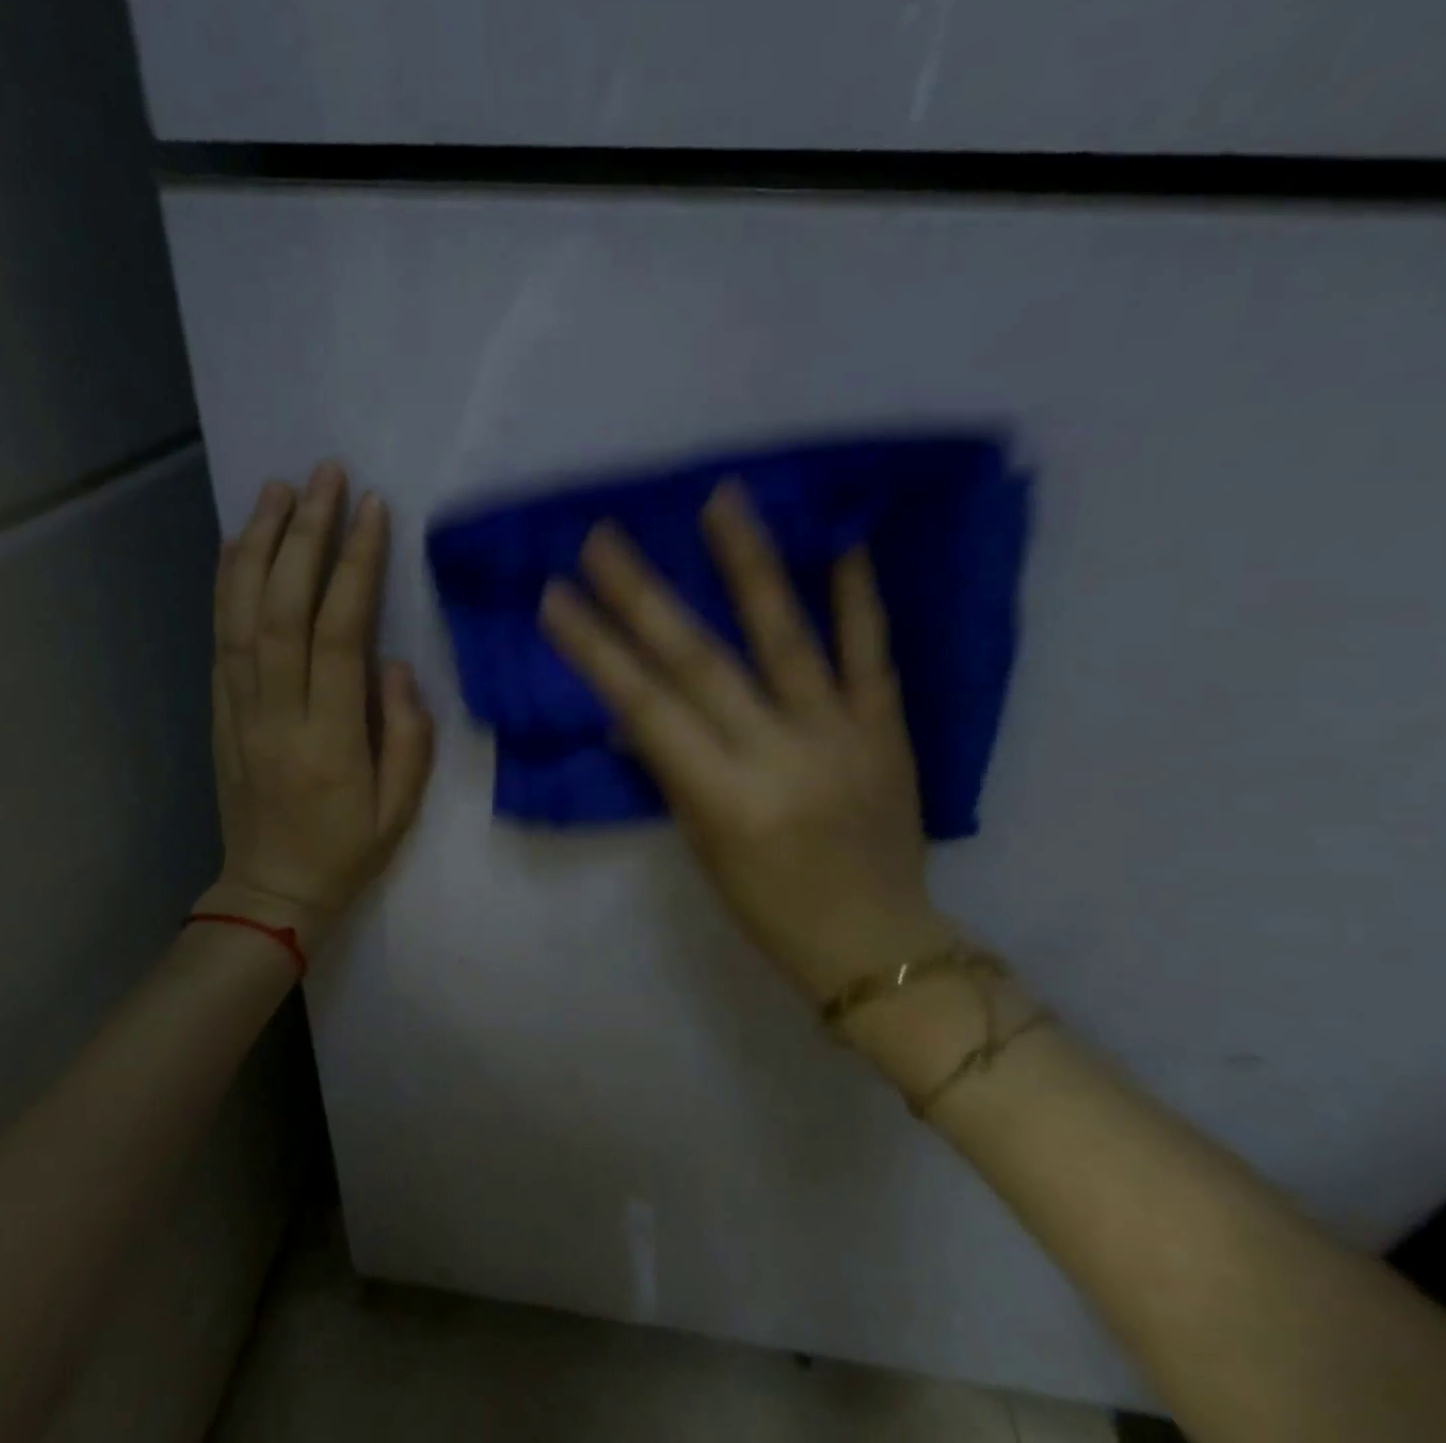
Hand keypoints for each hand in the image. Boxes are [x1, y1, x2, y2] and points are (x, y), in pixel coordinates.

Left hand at [203, 462, 434, 945]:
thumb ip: (407, 735)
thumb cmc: (347, 850)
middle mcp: (275, 715)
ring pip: (241, 614)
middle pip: (282, 610)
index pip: (339, 636)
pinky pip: (220, 637)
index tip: (371, 512)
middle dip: (303, 535)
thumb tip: (395, 665)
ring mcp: (238, 709)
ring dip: (258, 545)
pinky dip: (228, 583)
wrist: (270, 891)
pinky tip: (241, 543)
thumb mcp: (401, 807)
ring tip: (279, 489)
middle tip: (324, 476)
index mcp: (328, 741)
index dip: (354, 568)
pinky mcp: (219, 710)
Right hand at [539, 480, 952, 1001]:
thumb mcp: (702, 848)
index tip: (556, 596)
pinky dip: (858, 596)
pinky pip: (873, 654)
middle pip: (700, 662)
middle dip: (643, 596)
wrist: (880, 945)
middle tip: (604, 538)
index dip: (596, 649)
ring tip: (721, 500)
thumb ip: (672, 771)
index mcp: (723, 799)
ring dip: (748, 565)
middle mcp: (778, 756)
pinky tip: (843, 539)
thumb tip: (634, 713)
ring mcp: (840, 736)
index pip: (645, 708)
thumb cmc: (770, 910)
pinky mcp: (889, 729)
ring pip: (787, 638)